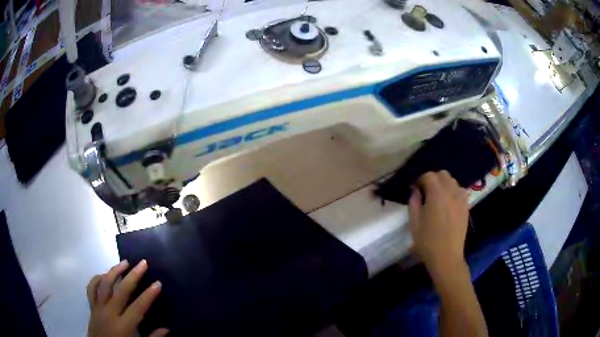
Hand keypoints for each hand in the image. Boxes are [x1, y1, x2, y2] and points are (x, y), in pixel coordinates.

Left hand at [87, 260, 168, 336]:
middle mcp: (109, 313)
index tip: (157, 283)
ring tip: (124, 262)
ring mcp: (98, 307)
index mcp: (123, 326)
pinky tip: (104, 274)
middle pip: (121, 290)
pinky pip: (91, 288)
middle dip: (133, 276)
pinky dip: (97, 278)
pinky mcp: (91, 306)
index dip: (148, 295)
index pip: (138, 308)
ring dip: (115, 271)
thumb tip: (166, 329)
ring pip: (104, 284)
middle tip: (143, 263)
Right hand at [408, 171, 468, 275]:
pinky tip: (448, 205)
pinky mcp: (466, 207)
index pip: (429, 175)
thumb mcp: (414, 223)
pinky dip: (453, 192)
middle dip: (433, 179)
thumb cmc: (427, 242)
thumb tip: (415, 191)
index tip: (415, 189)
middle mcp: (451, 192)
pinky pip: (460, 192)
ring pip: (453, 181)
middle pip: (443, 174)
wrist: (446, 257)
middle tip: (426, 192)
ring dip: (444, 185)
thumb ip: (414, 203)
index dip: (420, 180)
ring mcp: (461, 199)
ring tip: (438, 198)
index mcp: (437, 194)